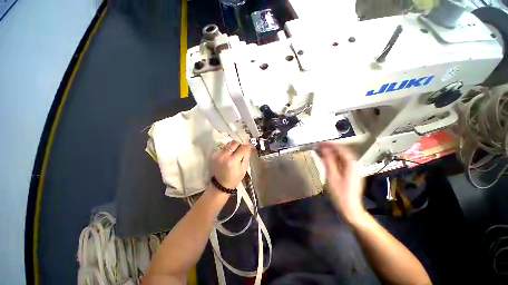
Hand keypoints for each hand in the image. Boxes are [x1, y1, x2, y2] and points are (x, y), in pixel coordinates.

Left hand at [211, 141, 252, 188]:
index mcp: (232, 161)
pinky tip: (229, 155)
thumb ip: (247, 155)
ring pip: (228, 143)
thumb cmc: (235, 178)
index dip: (247, 146)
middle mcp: (224, 155)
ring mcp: (218, 154)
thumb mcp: (244, 168)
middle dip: (240, 145)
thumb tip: (249, 146)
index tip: (250, 147)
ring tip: (235, 153)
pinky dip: (228, 149)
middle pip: (235, 143)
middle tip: (242, 150)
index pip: (242, 148)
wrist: (221, 185)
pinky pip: (224, 147)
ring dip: (234, 146)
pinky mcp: (214, 154)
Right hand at [318, 142, 365, 222]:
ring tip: (321, 152)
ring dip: (332, 154)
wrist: (350, 209)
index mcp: (351, 165)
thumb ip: (328, 162)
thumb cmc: (340, 194)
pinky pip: (341, 164)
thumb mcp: (332, 177)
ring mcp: (352, 171)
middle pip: (343, 153)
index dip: (332, 145)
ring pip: (341, 158)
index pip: (342, 150)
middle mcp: (353, 166)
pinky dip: (333, 160)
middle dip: (331, 148)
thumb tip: (324, 150)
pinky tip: (326, 161)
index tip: (322, 142)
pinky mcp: (349, 175)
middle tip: (320, 146)